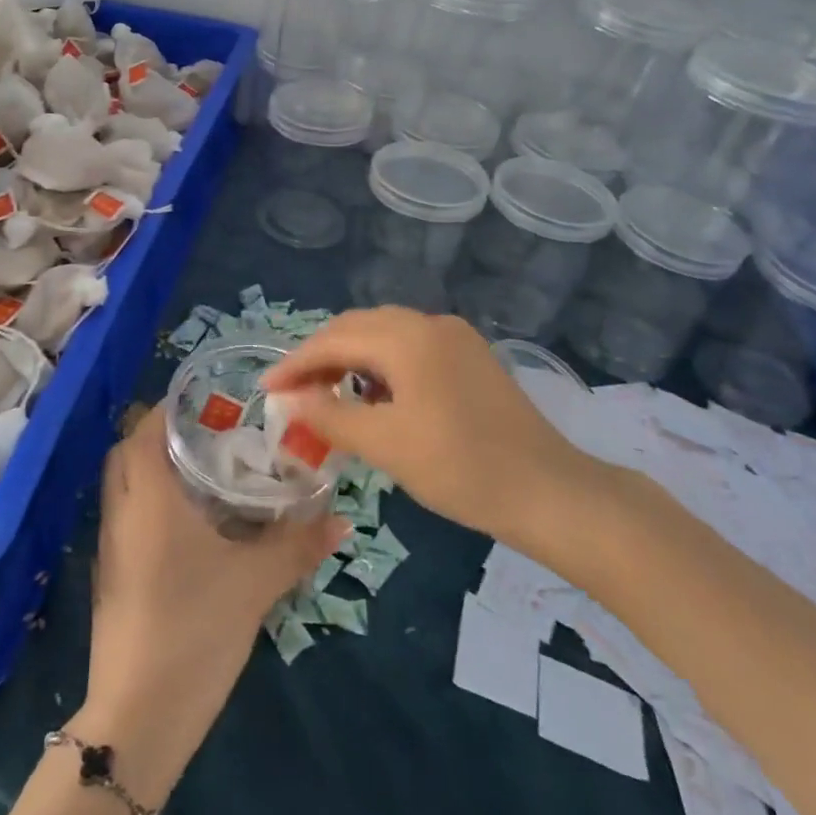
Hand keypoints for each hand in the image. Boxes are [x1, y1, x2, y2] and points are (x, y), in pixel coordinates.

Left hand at [72, 405, 344, 803]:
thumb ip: (297, 544)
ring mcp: (111, 545)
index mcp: (148, 496)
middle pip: (128, 451)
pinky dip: (149, 502)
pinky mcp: (111, 576)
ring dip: (154, 468)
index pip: (145, 428)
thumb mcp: (255, 582)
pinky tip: (189, 523)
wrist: (138, 717)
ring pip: (124, 485)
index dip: (172, 408)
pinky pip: (126, 516)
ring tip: (204, 471)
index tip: (209, 402)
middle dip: (162, 434)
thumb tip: (342, 519)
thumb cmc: (194, 627)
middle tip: (210, 434)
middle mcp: (121, 510)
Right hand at [262, 307, 611, 545]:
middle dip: (321, 356)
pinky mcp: (470, 355)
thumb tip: (289, 400)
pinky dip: (381, 364)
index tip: (266, 390)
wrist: (549, 491)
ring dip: (350, 358)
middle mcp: (429, 323)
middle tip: (294, 393)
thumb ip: (330, 416)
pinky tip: (376, 395)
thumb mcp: (386, 445)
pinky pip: (410, 346)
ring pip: (384, 334)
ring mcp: (454, 336)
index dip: (295, 364)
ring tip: (329, 395)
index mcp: (407, 337)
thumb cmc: (461, 468)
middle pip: (357, 327)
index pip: (334, 340)